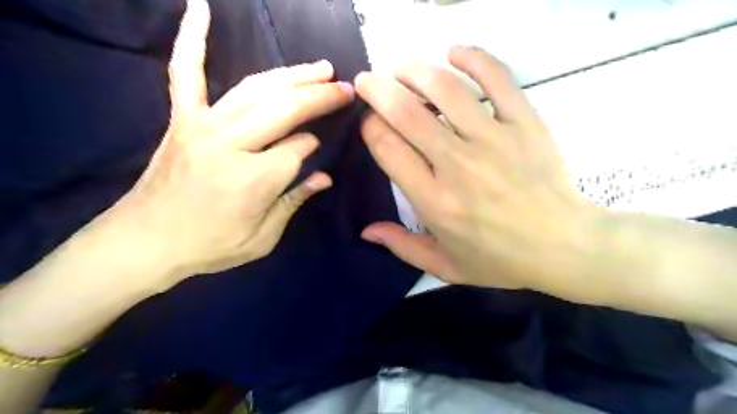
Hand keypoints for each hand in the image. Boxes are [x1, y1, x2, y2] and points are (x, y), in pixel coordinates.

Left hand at [110, 0, 354, 281]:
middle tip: (345, 88)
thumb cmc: (209, 246)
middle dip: (320, 97)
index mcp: (254, 179)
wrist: (144, 243)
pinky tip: (200, 7)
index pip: (299, 149)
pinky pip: (185, 73)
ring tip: (320, 67)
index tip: (318, 149)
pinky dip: (192, 40)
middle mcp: (230, 144)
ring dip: (292, 74)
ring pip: (255, 88)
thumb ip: (294, 201)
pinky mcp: (181, 119)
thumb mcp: (263, 238)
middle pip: (285, 109)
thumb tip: (325, 176)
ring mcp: (202, 126)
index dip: (313, 147)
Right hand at [355, 45, 604, 300]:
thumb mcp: (444, 266)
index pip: (387, 147)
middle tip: (367, 81)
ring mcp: (494, 139)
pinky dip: (473, 58)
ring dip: (414, 71)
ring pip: (445, 89)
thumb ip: (401, 247)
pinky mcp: (525, 123)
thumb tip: (366, 230)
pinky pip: (497, 78)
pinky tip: (454, 53)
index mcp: (434, 201)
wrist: (564, 247)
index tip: (370, 123)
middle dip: (377, 90)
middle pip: (406, 112)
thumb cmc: (500, 260)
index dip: (370, 127)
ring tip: (402, 70)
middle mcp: (457, 165)